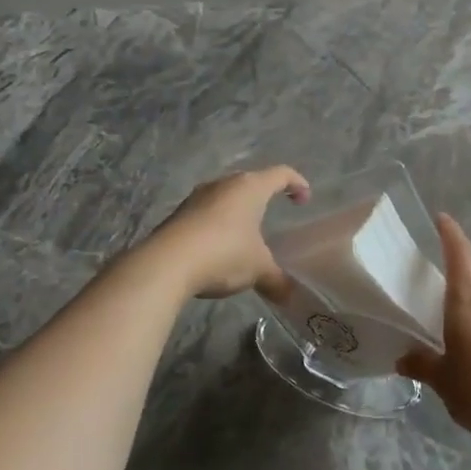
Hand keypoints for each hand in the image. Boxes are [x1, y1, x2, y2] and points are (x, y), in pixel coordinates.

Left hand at [149, 167, 310, 299]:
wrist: (166, 264)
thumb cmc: (224, 254)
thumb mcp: (258, 269)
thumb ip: (277, 279)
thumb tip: (290, 295)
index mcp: (250, 188)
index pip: (281, 174)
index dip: (297, 183)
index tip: (304, 200)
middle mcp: (223, 184)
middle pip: (251, 181)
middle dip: (264, 196)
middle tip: (274, 213)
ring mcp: (197, 198)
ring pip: (225, 197)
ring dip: (238, 211)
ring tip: (245, 234)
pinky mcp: (178, 214)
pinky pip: (206, 213)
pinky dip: (217, 225)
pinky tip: (218, 248)